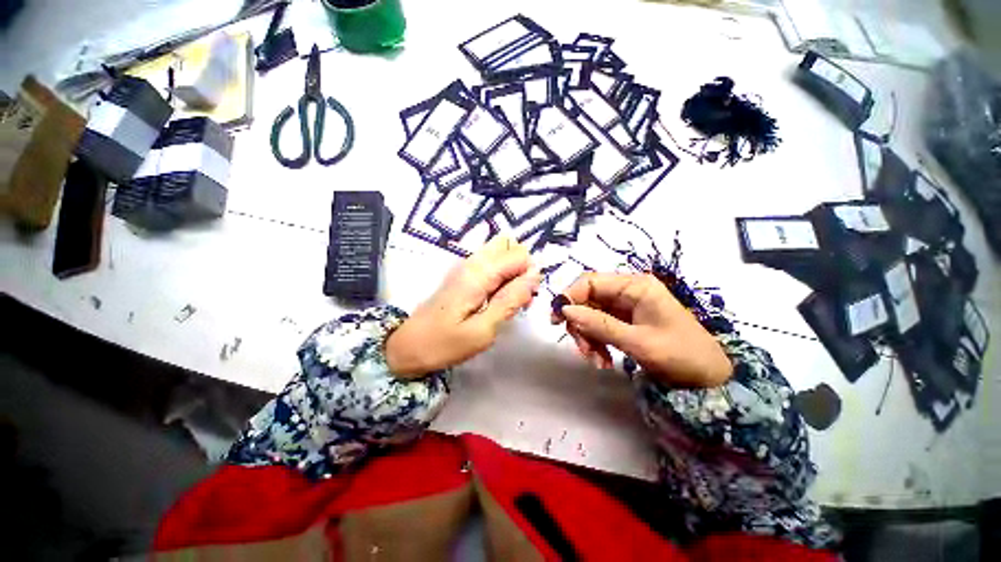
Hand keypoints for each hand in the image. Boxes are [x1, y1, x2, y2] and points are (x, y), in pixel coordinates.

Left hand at [386, 236, 541, 377]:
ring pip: (500, 252)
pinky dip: (501, 275)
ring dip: (512, 271)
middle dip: (521, 268)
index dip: (529, 274)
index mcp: (478, 274)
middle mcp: (472, 262)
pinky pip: (490, 263)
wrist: (407, 347)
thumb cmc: (444, 344)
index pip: (518, 255)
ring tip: (508, 298)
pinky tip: (496, 298)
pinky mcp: (463, 275)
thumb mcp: (483, 330)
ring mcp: (466, 266)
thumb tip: (534, 275)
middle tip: (518, 296)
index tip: (526, 298)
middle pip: (509, 245)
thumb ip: (510, 301)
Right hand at [551, 272, 731, 386]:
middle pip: (588, 300)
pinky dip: (596, 342)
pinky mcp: (625, 321)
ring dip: (587, 337)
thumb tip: (565, 310)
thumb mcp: (637, 341)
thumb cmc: (680, 354)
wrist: (710, 378)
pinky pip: (600, 326)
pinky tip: (603, 361)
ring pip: (590, 315)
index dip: (569, 297)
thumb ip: (598, 324)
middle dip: (580, 324)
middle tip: (582, 350)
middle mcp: (628, 291)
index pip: (590, 281)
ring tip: (597, 361)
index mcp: (635, 286)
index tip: (557, 319)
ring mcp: (626, 307)